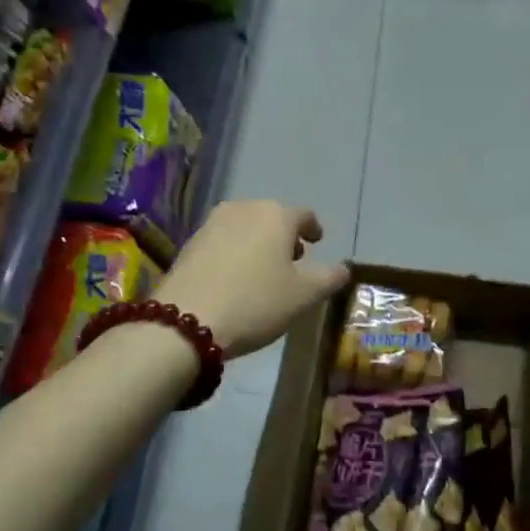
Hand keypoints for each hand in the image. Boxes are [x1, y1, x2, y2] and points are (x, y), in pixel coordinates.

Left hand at [157, 200, 350, 358]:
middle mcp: (244, 209)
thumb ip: (329, 278)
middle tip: (293, 260)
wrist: (185, 321)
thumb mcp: (303, 296)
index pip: (304, 215)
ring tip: (263, 270)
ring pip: (245, 227)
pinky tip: (235, 277)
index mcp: (276, 215)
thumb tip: (344, 268)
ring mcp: (212, 223)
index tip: (318, 242)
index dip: (314, 229)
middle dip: (285, 236)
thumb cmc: (255, 303)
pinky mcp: (190, 243)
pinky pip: (223, 241)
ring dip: (258, 243)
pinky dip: (235, 252)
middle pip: (272, 217)